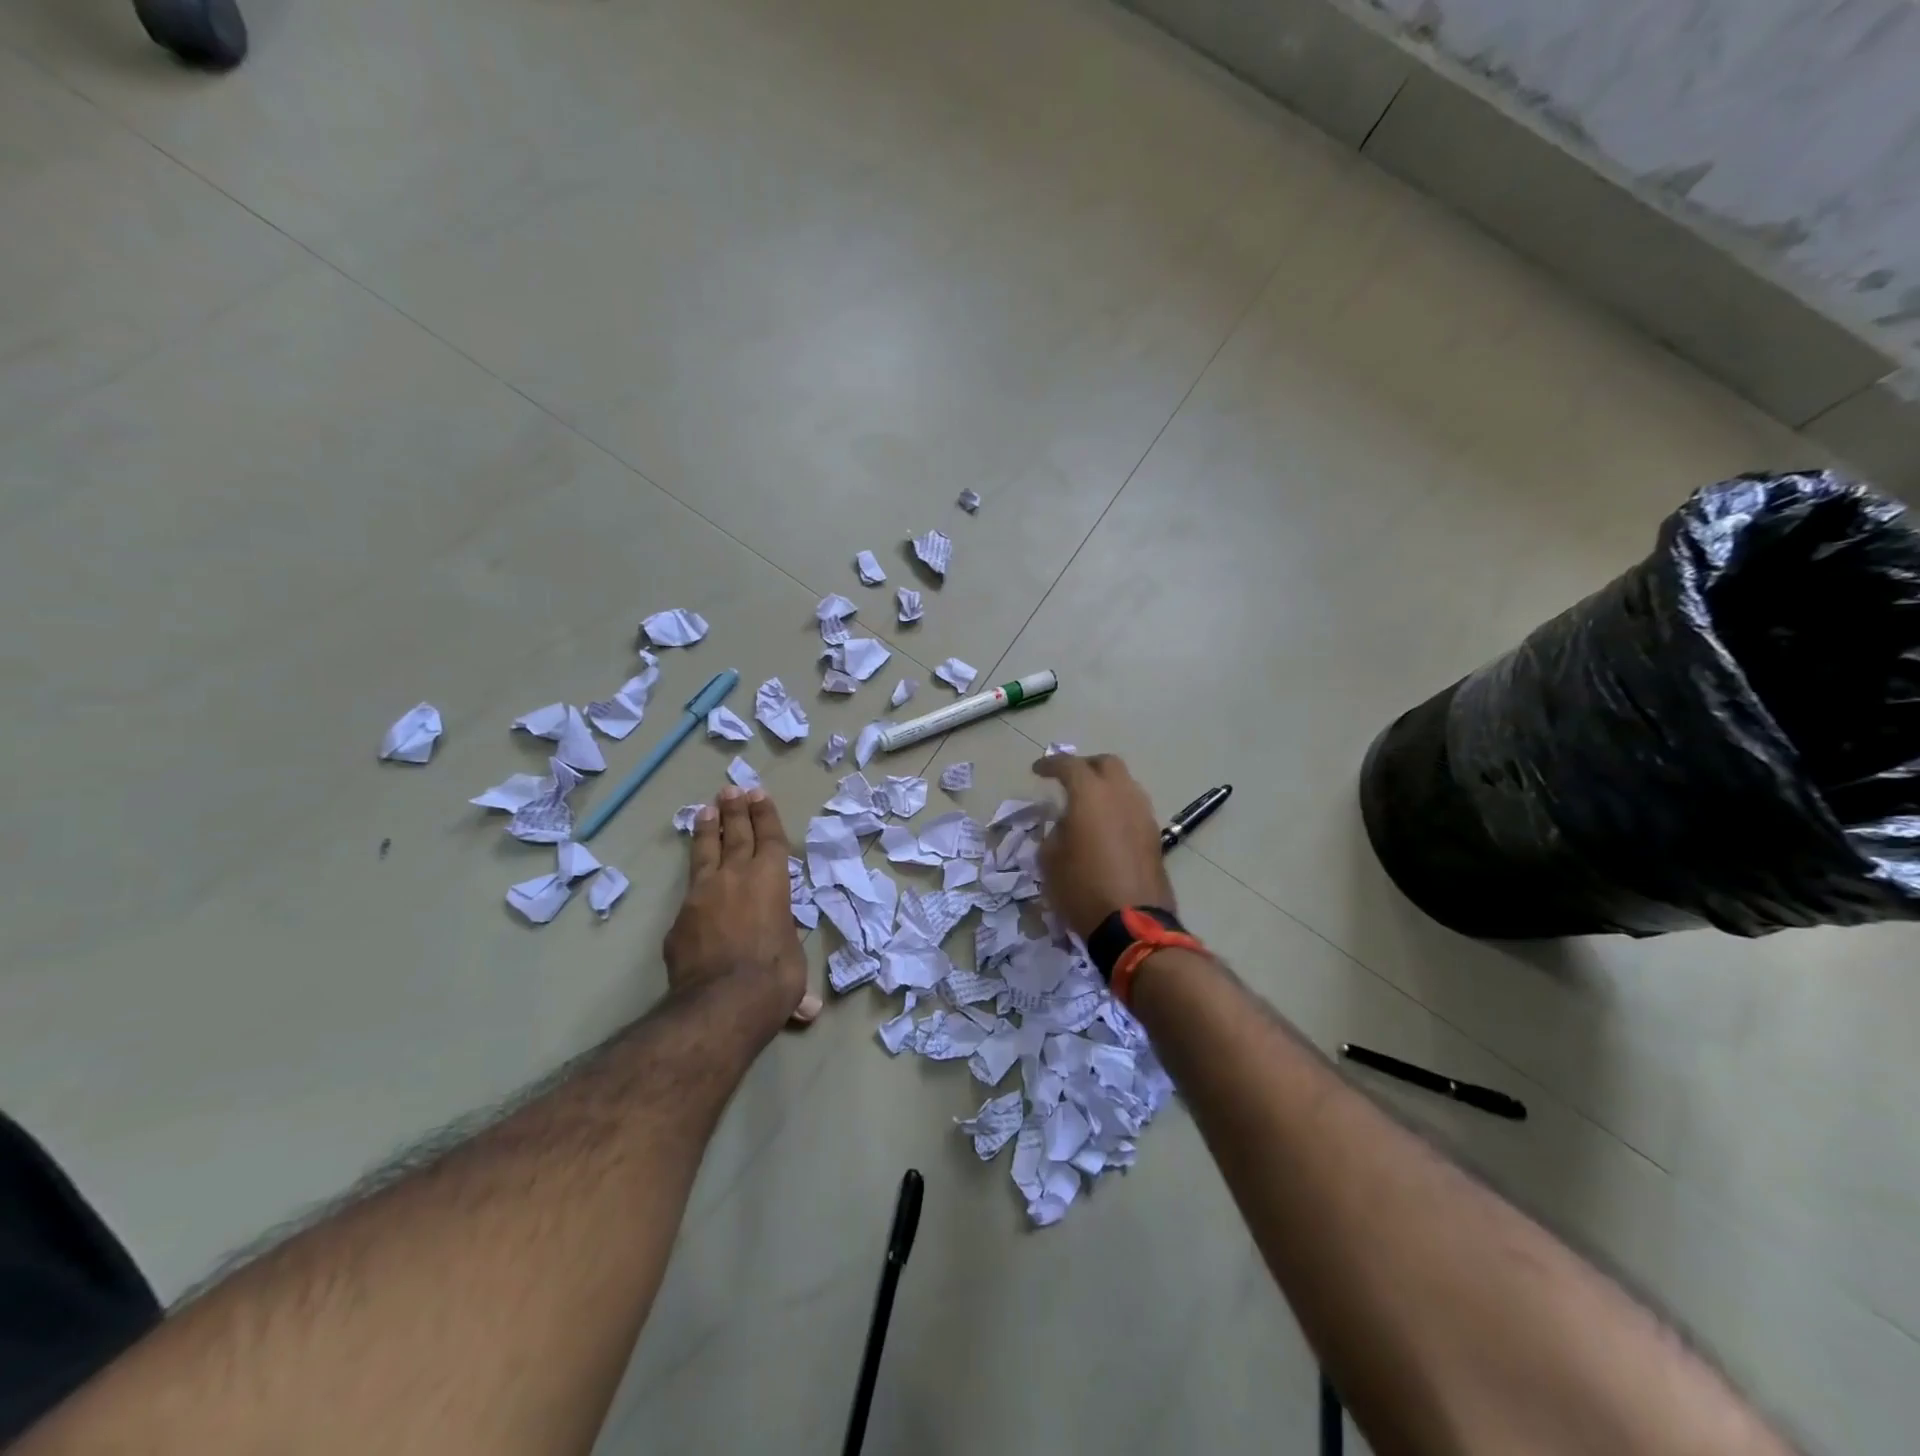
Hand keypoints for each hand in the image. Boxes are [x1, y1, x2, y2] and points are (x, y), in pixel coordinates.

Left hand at [664, 787, 821, 1027]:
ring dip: (707, 830)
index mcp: (772, 881)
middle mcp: (737, 877)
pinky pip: (690, 891)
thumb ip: (790, 974)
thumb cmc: (774, 978)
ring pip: (705, 853)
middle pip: (735, 835)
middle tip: (731, 790)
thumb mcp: (793, 967)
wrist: (721, 1002)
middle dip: (735, 811)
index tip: (758, 795)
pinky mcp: (679, 919)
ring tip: (705, 810)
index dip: (765, 816)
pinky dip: (694, 879)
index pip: (769, 839)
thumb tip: (807, 1010)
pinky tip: (693, 883)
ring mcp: (703, 895)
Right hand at [1033, 753, 1175, 938]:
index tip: (1037, 771)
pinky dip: (1118, 807)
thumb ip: (1055, 831)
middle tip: (1068, 780)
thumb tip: (1066, 824)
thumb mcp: (1050, 860)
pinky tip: (1105, 826)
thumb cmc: (1081, 888)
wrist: (1132, 925)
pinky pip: (1133, 807)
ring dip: (1106, 786)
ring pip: (1125, 784)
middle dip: (1085, 766)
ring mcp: (1143, 813)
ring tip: (1088, 804)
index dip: (1050, 764)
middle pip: (1106, 763)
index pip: (1069, 765)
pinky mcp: (1154, 835)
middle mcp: (1121, 794)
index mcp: (1091, 794)